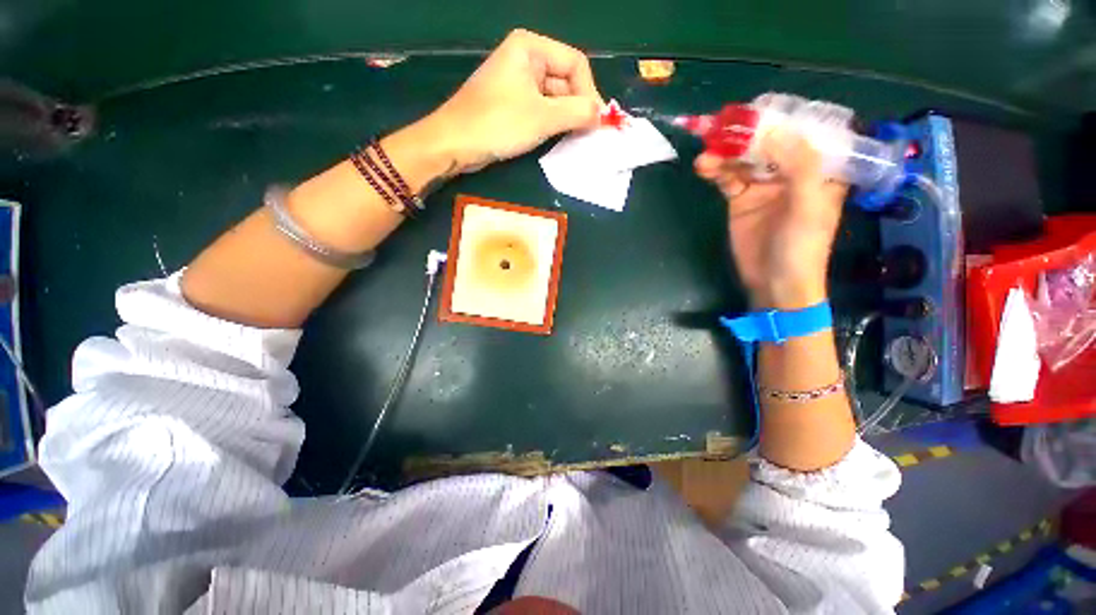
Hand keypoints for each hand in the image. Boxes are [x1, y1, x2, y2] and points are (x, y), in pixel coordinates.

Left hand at [423, 29, 603, 173]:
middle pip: (565, 80)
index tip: (596, 122)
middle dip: (578, 107)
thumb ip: (577, 113)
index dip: (589, 92)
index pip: (575, 63)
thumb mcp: (542, 118)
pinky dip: (552, 123)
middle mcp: (526, 59)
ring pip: (554, 98)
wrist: (455, 143)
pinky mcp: (512, 103)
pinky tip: (558, 138)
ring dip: (566, 118)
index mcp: (531, 48)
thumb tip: (601, 115)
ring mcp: (518, 82)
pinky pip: (541, 109)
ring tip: (575, 139)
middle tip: (588, 135)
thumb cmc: (498, 124)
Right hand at [695, 129, 846, 309]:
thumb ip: (799, 166)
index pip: (807, 131)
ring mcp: (763, 185)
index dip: (786, 117)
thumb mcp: (810, 206)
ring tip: (706, 152)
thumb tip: (773, 132)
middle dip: (747, 133)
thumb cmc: (802, 247)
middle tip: (722, 125)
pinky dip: (716, 171)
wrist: (773, 283)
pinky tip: (704, 167)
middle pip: (769, 142)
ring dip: (725, 153)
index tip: (761, 108)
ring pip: (744, 159)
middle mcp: (792, 171)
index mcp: (820, 168)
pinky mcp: (740, 199)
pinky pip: (727, 178)